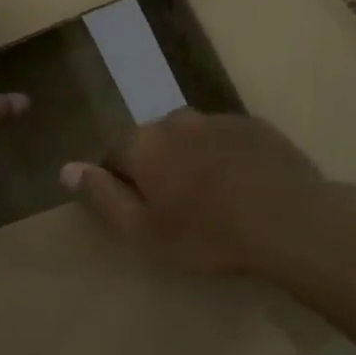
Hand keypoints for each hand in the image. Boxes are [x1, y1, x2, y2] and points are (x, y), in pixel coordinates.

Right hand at [59, 110, 327, 276]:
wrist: (289, 221)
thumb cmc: (208, 236)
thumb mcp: (144, 232)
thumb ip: (102, 196)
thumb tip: (66, 169)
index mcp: (143, 144)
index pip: (113, 155)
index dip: (121, 183)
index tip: (140, 210)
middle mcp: (175, 120)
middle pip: (152, 142)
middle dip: (157, 168)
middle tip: (178, 208)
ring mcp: (217, 119)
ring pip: (189, 138)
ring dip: (191, 159)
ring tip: (213, 198)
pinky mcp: (253, 124)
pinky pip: (224, 138)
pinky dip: (224, 156)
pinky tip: (242, 186)